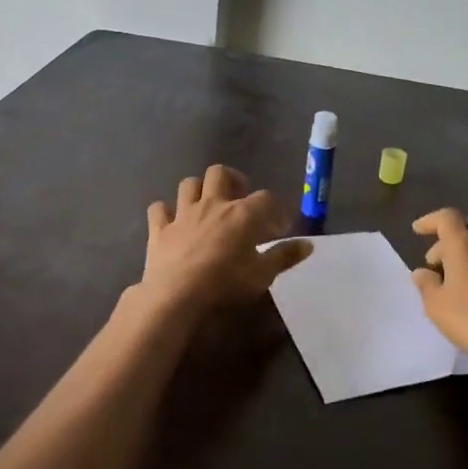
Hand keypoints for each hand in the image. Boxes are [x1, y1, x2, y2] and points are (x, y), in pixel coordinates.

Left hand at [139, 165, 310, 313]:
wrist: (177, 294)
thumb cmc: (225, 283)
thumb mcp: (263, 274)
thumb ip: (285, 256)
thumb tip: (308, 245)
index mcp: (242, 213)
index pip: (266, 199)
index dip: (276, 210)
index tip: (279, 228)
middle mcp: (213, 204)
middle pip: (221, 173)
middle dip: (232, 180)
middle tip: (239, 198)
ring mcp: (183, 213)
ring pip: (189, 184)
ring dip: (199, 190)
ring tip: (207, 204)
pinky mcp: (160, 228)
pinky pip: (159, 209)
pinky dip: (166, 212)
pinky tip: (172, 221)